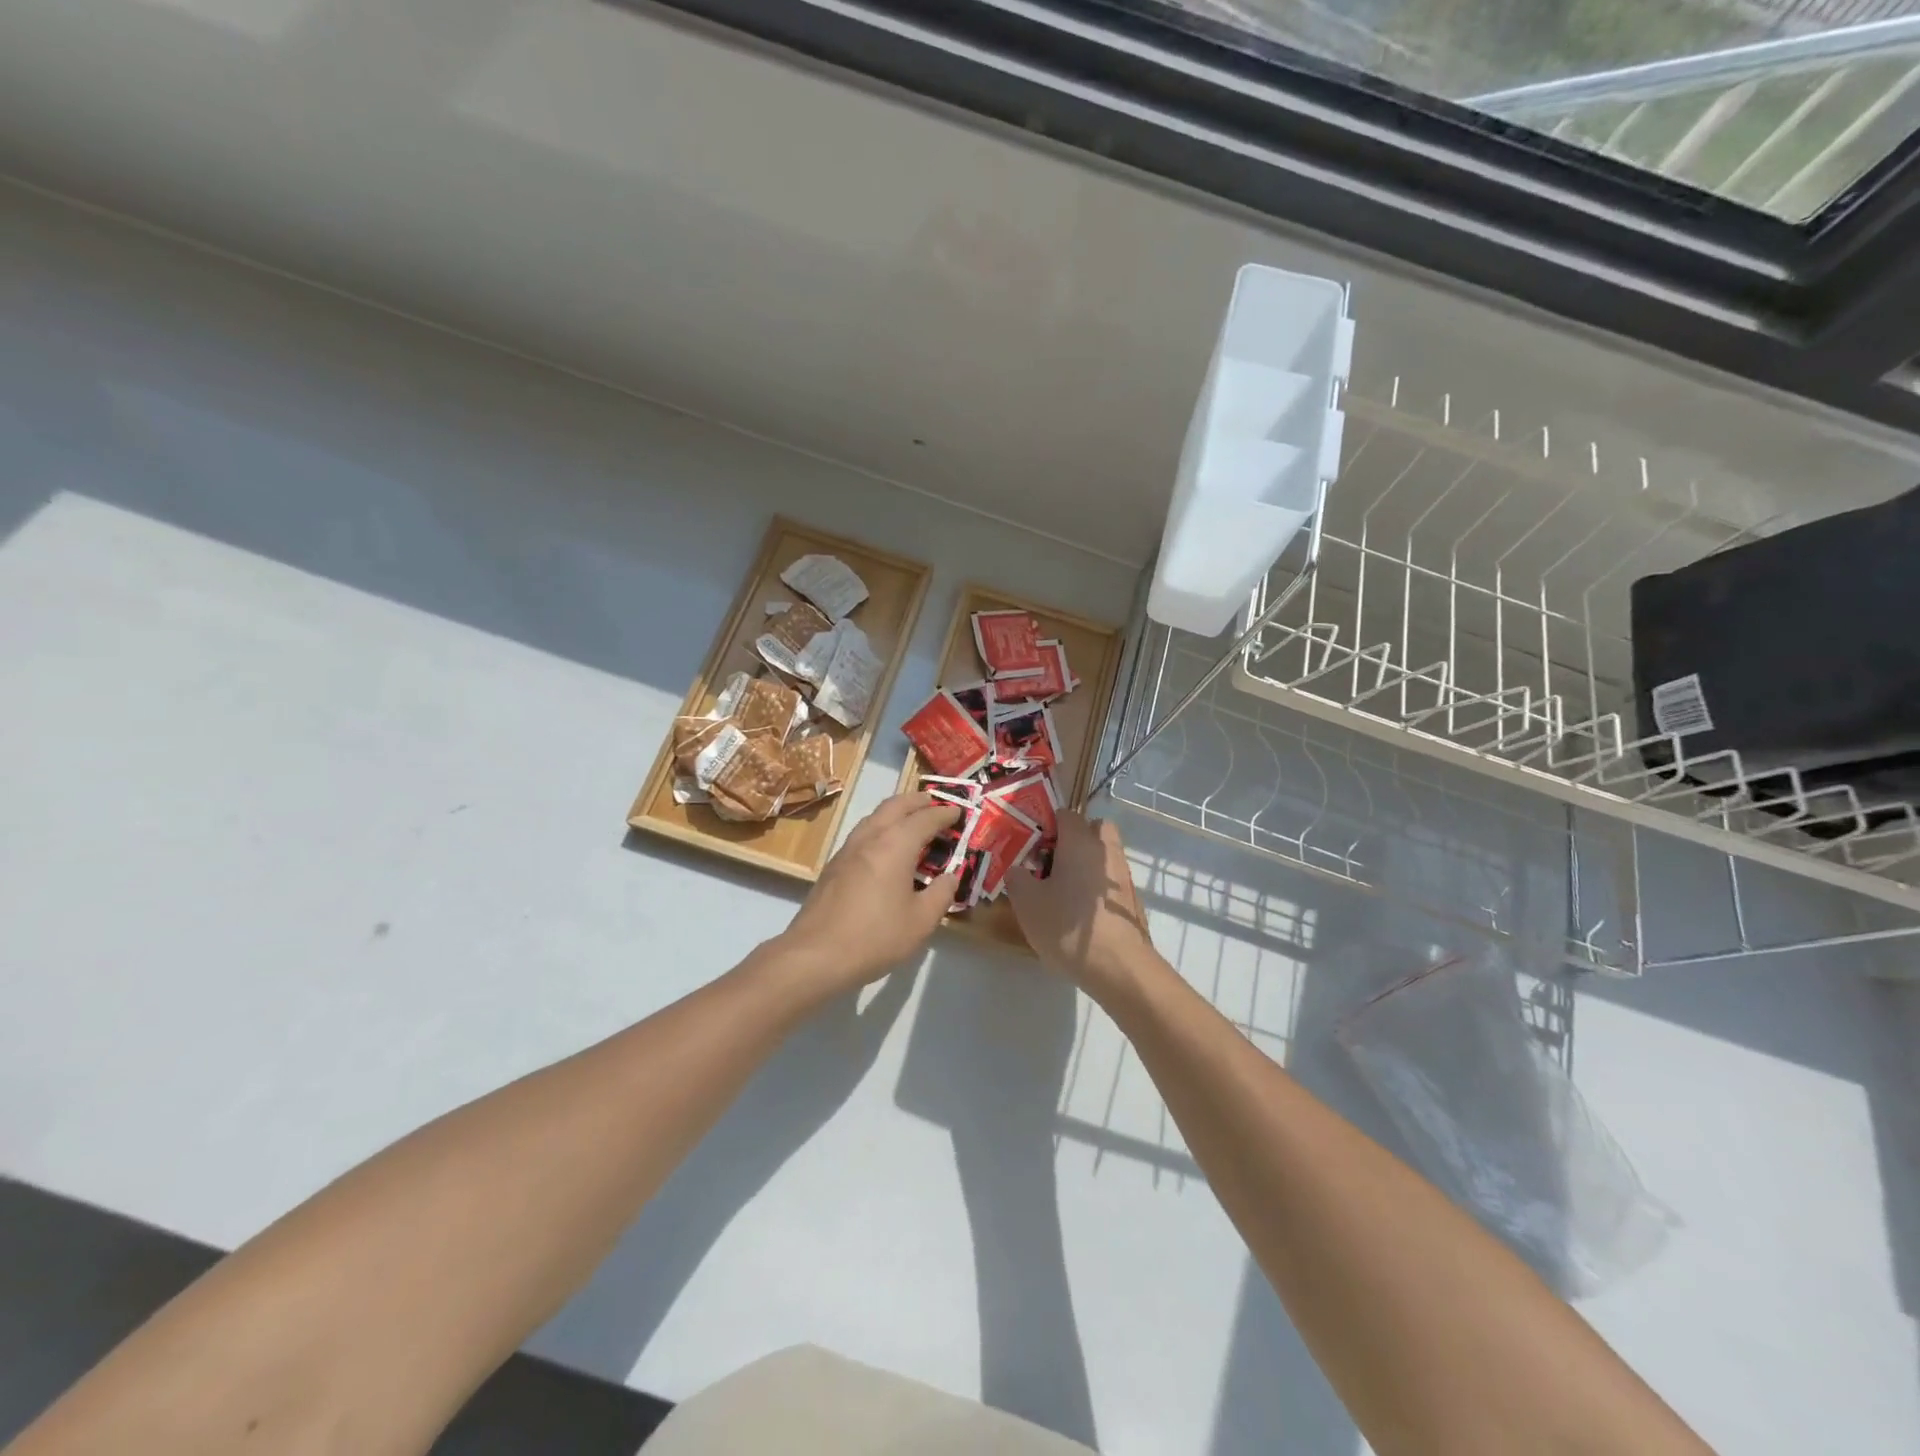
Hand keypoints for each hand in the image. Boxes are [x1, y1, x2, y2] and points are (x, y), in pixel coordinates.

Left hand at [775, 791, 962, 997]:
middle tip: (934, 803)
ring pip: (874, 817)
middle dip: (917, 801)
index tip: (959, 812)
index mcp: (895, 845)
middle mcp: (870, 838)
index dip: (944, 814)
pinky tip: (885, 848)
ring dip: (896, 812)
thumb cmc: (875, 937)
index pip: (924, 818)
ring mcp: (847, 850)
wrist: (815, 954)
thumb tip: (951, 877)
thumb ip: (941, 894)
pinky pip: (863, 834)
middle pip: (895, 806)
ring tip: (911, 822)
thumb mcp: (921, 921)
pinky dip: (880, 829)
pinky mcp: (834, 865)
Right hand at [1005, 812, 1153, 993]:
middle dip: (1074, 837)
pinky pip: (1110, 879)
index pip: (1065, 814)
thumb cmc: (1068, 927)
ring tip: (1063, 890)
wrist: (1119, 967)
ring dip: (1086, 863)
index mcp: (1079, 841)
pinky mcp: (1132, 899)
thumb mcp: (1027, 903)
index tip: (1030, 845)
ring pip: (1104, 854)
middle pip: (1093, 828)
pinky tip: (1081, 911)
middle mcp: (1106, 850)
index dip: (1046, 824)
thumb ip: (1017, 878)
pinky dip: (1096, 885)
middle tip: (1051, 861)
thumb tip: (1018, 869)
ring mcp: (1123, 874)